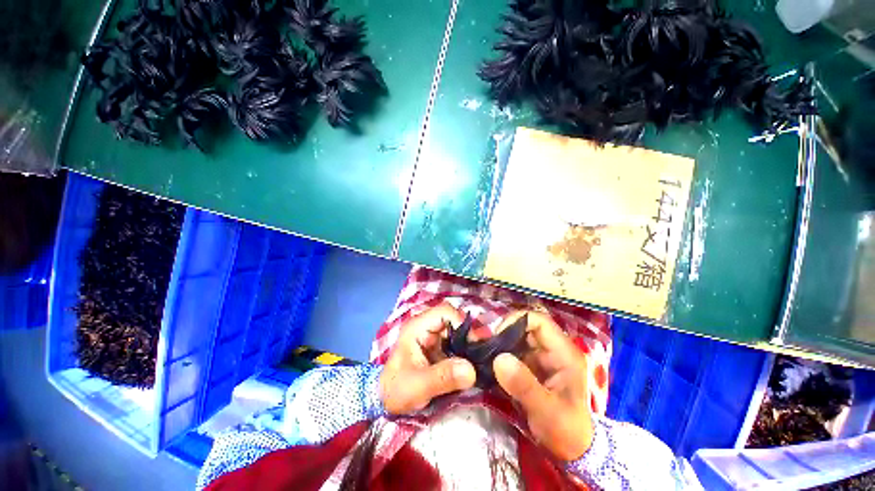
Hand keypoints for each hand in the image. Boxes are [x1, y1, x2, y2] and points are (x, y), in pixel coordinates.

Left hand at [379, 303, 476, 413]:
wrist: (385, 401)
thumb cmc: (396, 391)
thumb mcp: (416, 386)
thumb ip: (442, 377)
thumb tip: (471, 370)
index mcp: (417, 327)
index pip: (445, 312)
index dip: (462, 323)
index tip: (476, 344)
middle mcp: (427, 326)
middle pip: (454, 319)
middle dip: (470, 333)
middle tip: (484, 352)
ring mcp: (433, 336)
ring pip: (457, 330)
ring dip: (470, 342)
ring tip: (482, 357)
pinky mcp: (438, 347)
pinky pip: (457, 342)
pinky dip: (467, 350)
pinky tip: (474, 362)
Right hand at [493, 311, 593, 460]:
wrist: (574, 451)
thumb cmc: (567, 432)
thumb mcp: (547, 412)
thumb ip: (524, 385)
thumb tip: (499, 358)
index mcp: (564, 353)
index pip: (539, 322)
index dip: (516, 321)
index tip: (497, 336)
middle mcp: (553, 350)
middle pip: (525, 327)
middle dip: (504, 333)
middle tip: (485, 345)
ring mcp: (542, 358)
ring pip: (518, 339)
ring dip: (500, 344)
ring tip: (483, 353)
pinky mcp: (533, 367)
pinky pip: (514, 353)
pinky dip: (501, 355)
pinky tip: (489, 363)